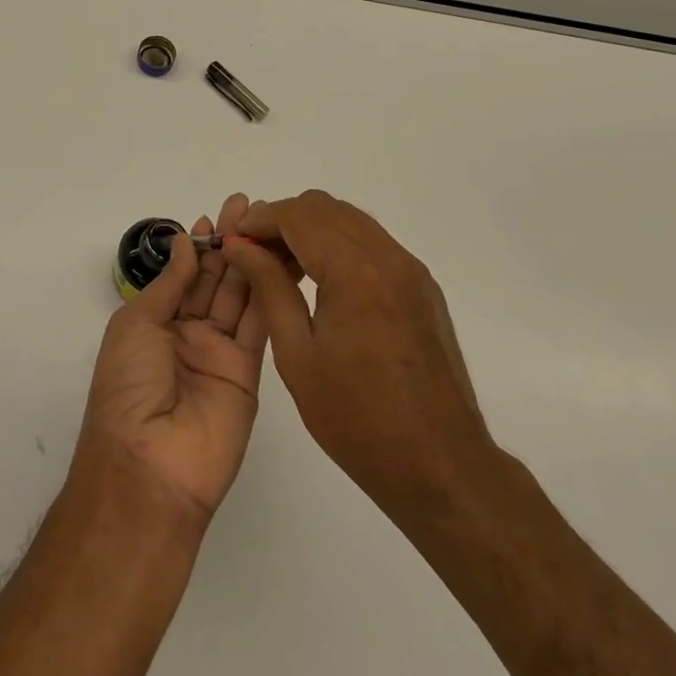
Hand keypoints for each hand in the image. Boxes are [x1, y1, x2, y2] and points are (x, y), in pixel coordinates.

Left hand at [72, 193, 267, 524]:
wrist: (149, 466)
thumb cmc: (128, 387)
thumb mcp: (136, 325)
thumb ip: (169, 283)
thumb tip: (186, 242)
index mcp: (156, 323)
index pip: (184, 275)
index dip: (199, 246)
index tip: (216, 216)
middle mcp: (189, 334)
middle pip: (214, 280)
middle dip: (229, 243)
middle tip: (247, 207)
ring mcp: (220, 352)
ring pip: (239, 296)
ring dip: (251, 260)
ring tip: (266, 225)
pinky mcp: (248, 371)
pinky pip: (258, 324)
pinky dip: (267, 291)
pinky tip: (275, 261)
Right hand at [221, 191, 501, 524]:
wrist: (442, 467)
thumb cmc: (359, 420)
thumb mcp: (298, 356)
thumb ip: (269, 289)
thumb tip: (240, 248)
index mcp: (355, 273)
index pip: (298, 216)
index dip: (260, 220)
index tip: (233, 241)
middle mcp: (388, 257)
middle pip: (325, 208)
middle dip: (283, 220)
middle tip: (255, 253)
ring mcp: (410, 269)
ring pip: (350, 220)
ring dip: (311, 230)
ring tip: (282, 267)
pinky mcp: (421, 286)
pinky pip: (372, 242)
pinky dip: (339, 244)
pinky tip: (321, 281)